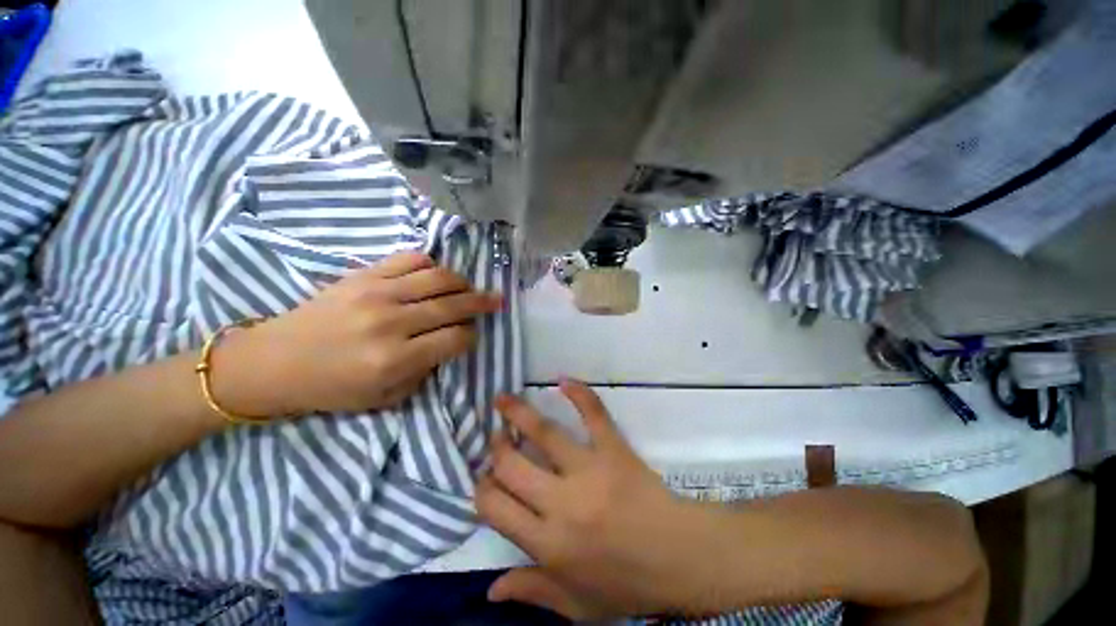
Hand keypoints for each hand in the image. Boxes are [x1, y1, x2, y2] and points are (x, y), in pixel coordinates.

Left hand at [213, 251, 501, 416]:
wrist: (275, 361)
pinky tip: (435, 275)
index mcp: (395, 359)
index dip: (471, 336)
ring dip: (461, 282)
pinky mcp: (363, 275)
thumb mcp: (386, 398)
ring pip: (438, 278)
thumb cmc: (332, 388)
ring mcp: (376, 293)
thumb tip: (449, 344)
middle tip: (496, 301)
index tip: (472, 336)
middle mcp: (391, 322)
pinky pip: (410, 259)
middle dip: (481, 303)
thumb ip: (425, 371)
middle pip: (453, 305)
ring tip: (468, 288)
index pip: (455, 339)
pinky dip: (431, 264)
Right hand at [476, 380, 722, 619]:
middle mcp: (561, 503)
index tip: (485, 477)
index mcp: (547, 544)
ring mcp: (589, 470)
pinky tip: (563, 381)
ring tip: (502, 400)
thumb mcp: (578, 607)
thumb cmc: (629, 586)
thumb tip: (489, 590)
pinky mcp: (614, 449)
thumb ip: (532, 592)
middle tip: (496, 439)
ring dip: (518, 413)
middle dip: (496, 448)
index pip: (495, 507)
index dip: (482, 488)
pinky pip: (594, 414)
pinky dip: (579, 394)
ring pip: (544, 433)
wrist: (682, 559)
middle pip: (511, 465)